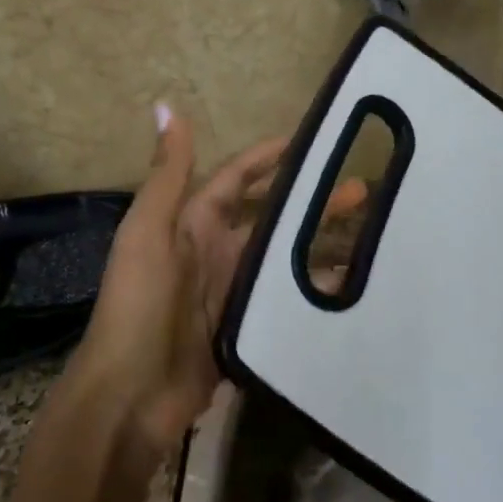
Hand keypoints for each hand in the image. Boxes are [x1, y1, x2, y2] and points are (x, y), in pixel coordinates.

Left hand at [64, 103, 363, 459]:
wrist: (132, 395)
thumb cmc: (139, 305)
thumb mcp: (149, 233)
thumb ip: (166, 175)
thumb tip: (166, 106)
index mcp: (193, 224)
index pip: (238, 179)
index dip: (270, 157)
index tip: (313, 141)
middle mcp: (216, 253)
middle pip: (273, 218)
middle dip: (312, 202)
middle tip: (362, 192)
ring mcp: (233, 293)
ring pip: (286, 259)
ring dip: (321, 245)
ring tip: (370, 239)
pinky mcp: (247, 329)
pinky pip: (287, 302)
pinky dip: (314, 293)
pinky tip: (351, 290)